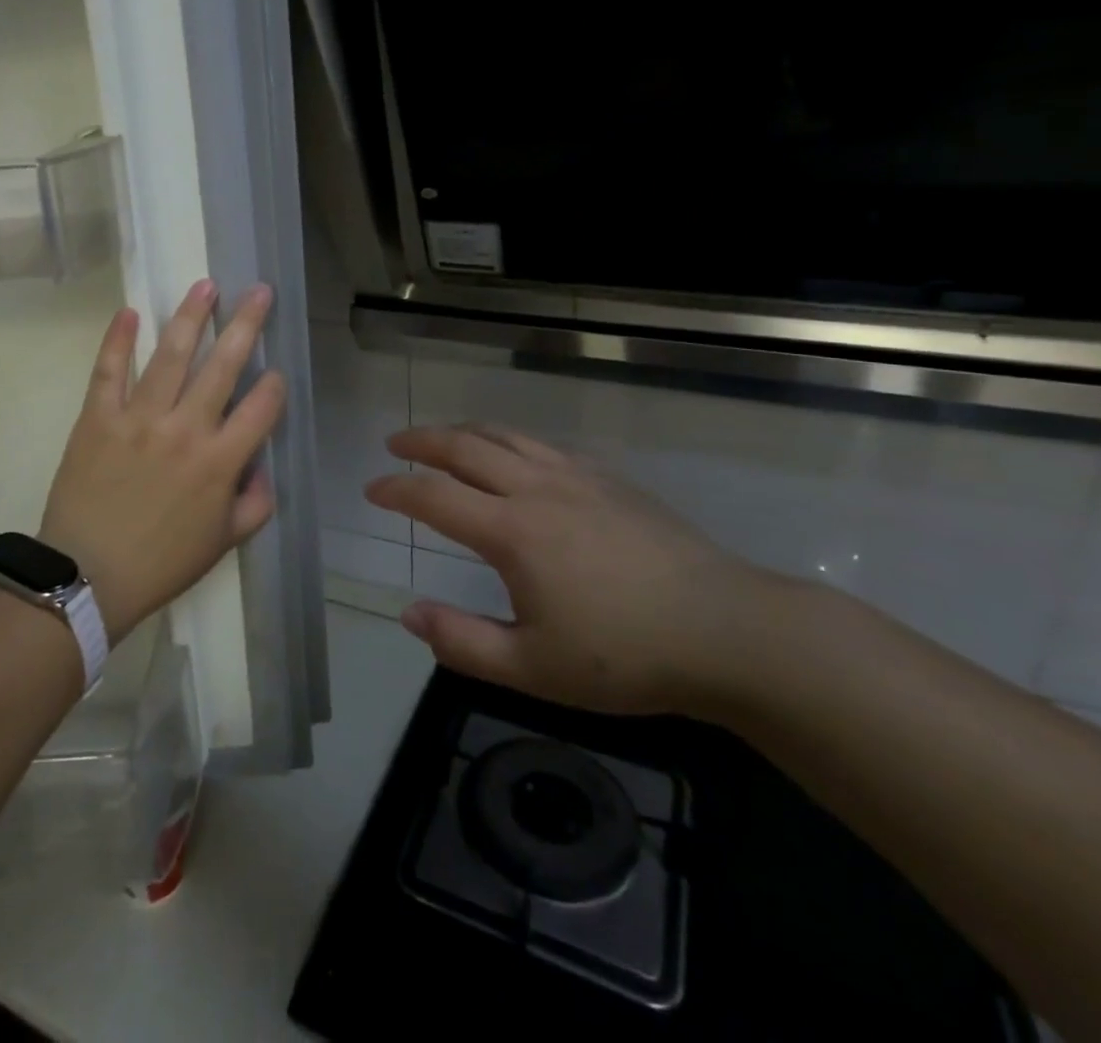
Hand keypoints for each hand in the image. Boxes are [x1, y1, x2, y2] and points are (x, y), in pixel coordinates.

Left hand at [38, 280, 285, 644]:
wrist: (86, 579)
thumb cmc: (161, 564)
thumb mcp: (223, 542)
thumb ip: (255, 504)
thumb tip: (264, 468)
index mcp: (220, 462)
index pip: (261, 407)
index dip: (274, 385)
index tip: (275, 373)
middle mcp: (185, 430)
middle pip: (223, 366)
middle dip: (246, 325)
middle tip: (259, 291)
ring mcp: (139, 419)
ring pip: (170, 356)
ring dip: (191, 317)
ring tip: (206, 285)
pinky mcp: (98, 418)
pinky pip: (109, 371)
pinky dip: (117, 340)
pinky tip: (130, 312)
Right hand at [366, 424, 782, 716]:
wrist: (727, 631)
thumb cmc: (625, 656)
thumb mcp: (533, 669)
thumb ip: (462, 643)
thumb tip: (408, 614)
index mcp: (512, 532)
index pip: (435, 496)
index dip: (397, 489)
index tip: (372, 488)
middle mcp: (537, 489)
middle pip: (465, 446)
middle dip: (422, 441)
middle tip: (395, 444)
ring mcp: (577, 477)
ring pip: (506, 435)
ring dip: (464, 431)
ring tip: (441, 437)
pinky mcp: (609, 479)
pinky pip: (543, 445)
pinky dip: (510, 440)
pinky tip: (513, 455)